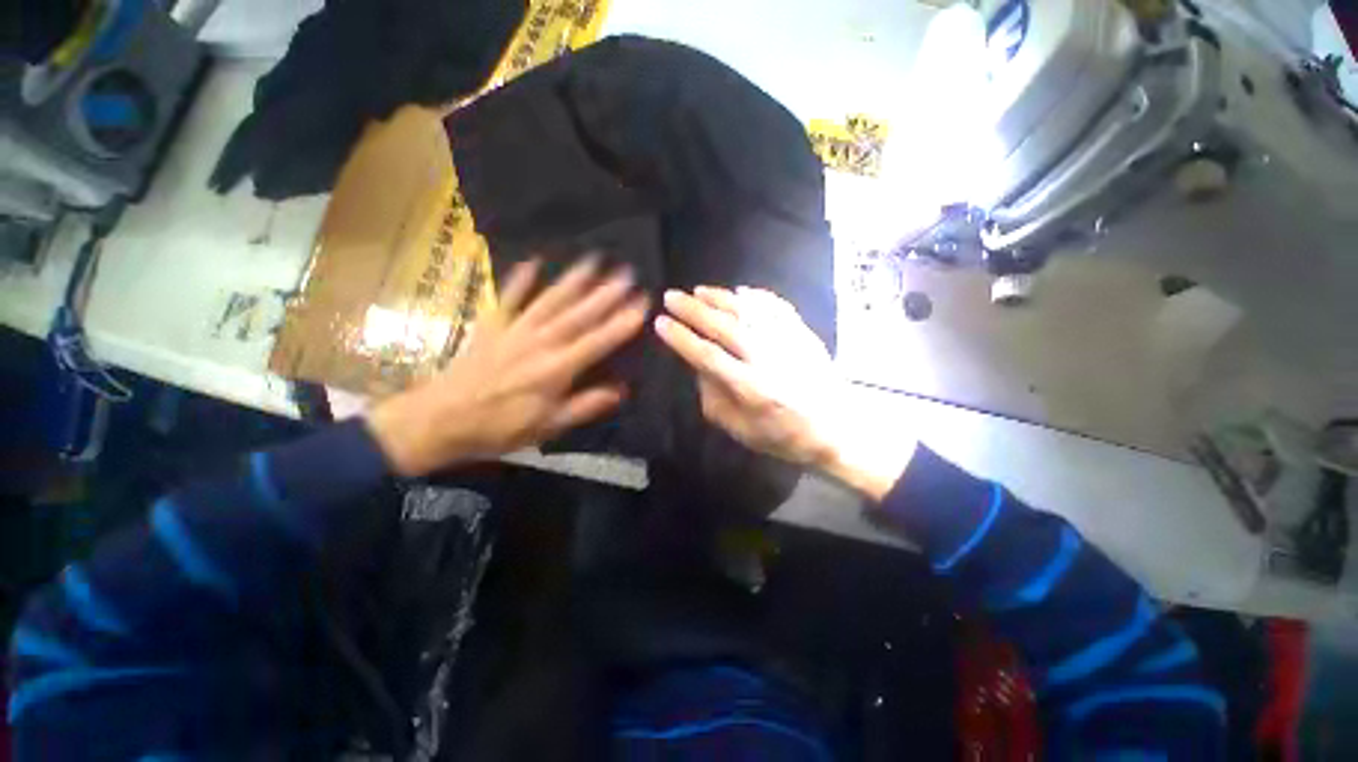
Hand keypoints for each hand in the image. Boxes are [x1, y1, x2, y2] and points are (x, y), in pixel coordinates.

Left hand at [367, 258, 648, 476]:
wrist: (439, 419)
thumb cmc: (499, 427)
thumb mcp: (548, 426)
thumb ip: (585, 405)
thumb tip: (622, 390)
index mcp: (557, 368)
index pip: (598, 340)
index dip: (622, 321)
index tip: (642, 303)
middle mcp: (541, 342)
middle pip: (579, 314)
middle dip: (606, 293)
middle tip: (627, 272)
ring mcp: (515, 329)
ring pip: (551, 300)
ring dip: (574, 279)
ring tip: (594, 260)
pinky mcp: (492, 325)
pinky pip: (509, 297)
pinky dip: (520, 279)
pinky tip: (534, 262)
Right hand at [655, 286, 914, 500]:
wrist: (837, 429)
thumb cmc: (784, 436)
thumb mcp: (741, 430)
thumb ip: (714, 398)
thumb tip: (699, 366)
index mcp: (751, 389)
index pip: (707, 356)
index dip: (681, 339)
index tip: (661, 324)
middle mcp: (769, 360)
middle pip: (725, 327)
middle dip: (693, 310)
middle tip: (672, 297)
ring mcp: (789, 343)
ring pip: (749, 311)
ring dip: (720, 298)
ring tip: (698, 290)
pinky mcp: (804, 334)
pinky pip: (777, 308)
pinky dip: (757, 296)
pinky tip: (740, 291)